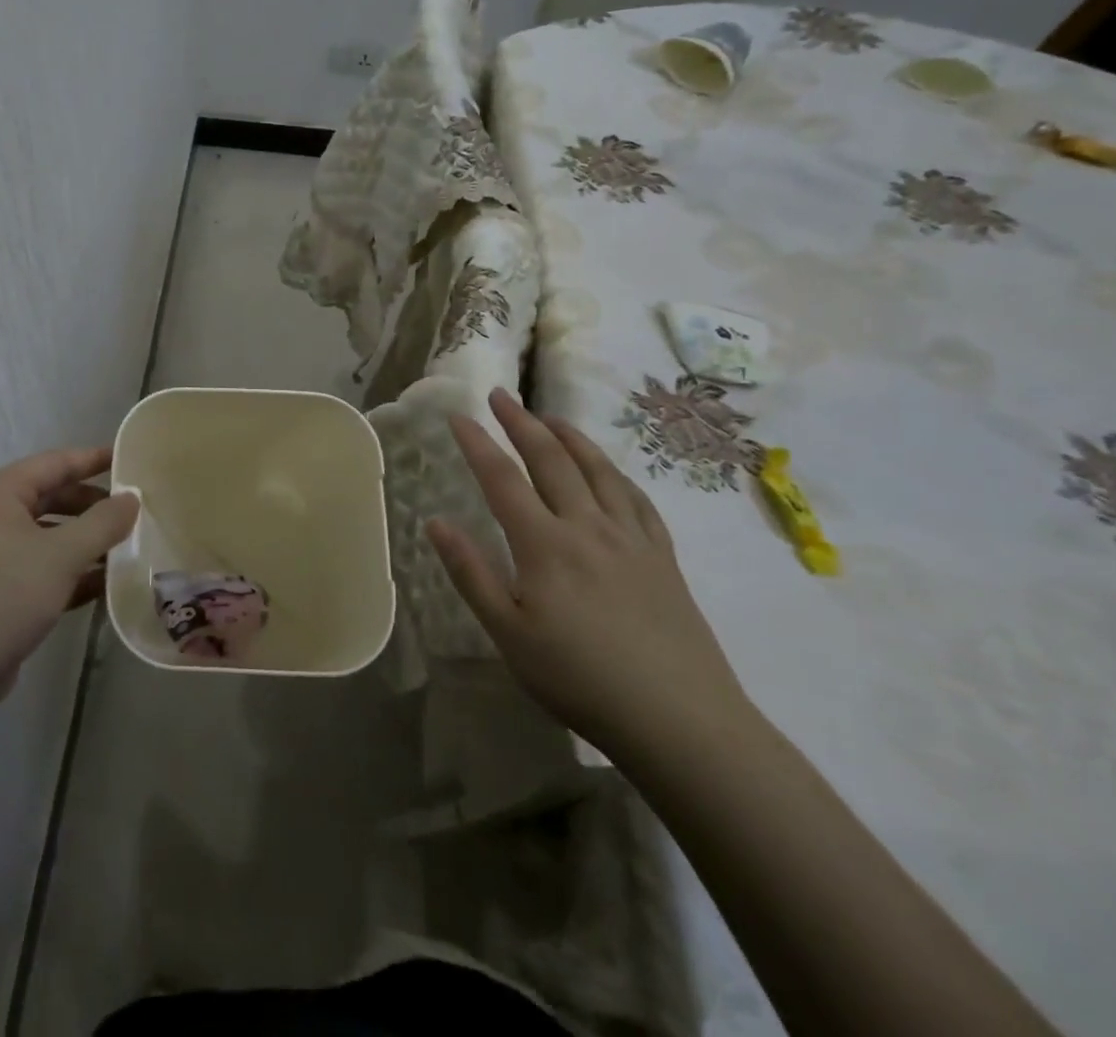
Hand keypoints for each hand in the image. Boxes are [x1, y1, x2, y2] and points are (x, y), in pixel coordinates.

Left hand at [0, 447, 138, 716]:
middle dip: (92, 506)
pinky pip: (34, 570)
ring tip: (126, 550)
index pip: (54, 463)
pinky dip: (66, 574)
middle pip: (49, 499)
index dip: (93, 459)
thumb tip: (132, 497)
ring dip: (83, 543)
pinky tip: (102, 586)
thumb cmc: (0, 598)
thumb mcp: (61, 557)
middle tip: (133, 512)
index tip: (130, 459)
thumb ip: (102, 523)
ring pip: (44, 538)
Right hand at [425, 388, 748, 760]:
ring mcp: (631, 538)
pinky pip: (636, 499)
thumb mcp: (508, 633)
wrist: (681, 721)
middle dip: (521, 422)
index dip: (477, 443)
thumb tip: (434, 522)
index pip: (502, 478)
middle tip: (501, 395)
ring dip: (570, 436)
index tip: (458, 414)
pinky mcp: (663, 557)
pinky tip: (609, 470)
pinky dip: (615, 473)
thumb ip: (470, 573)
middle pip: (551, 460)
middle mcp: (587, 526)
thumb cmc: (580, 679)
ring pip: (597, 470)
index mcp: (544, 544)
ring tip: (550, 417)